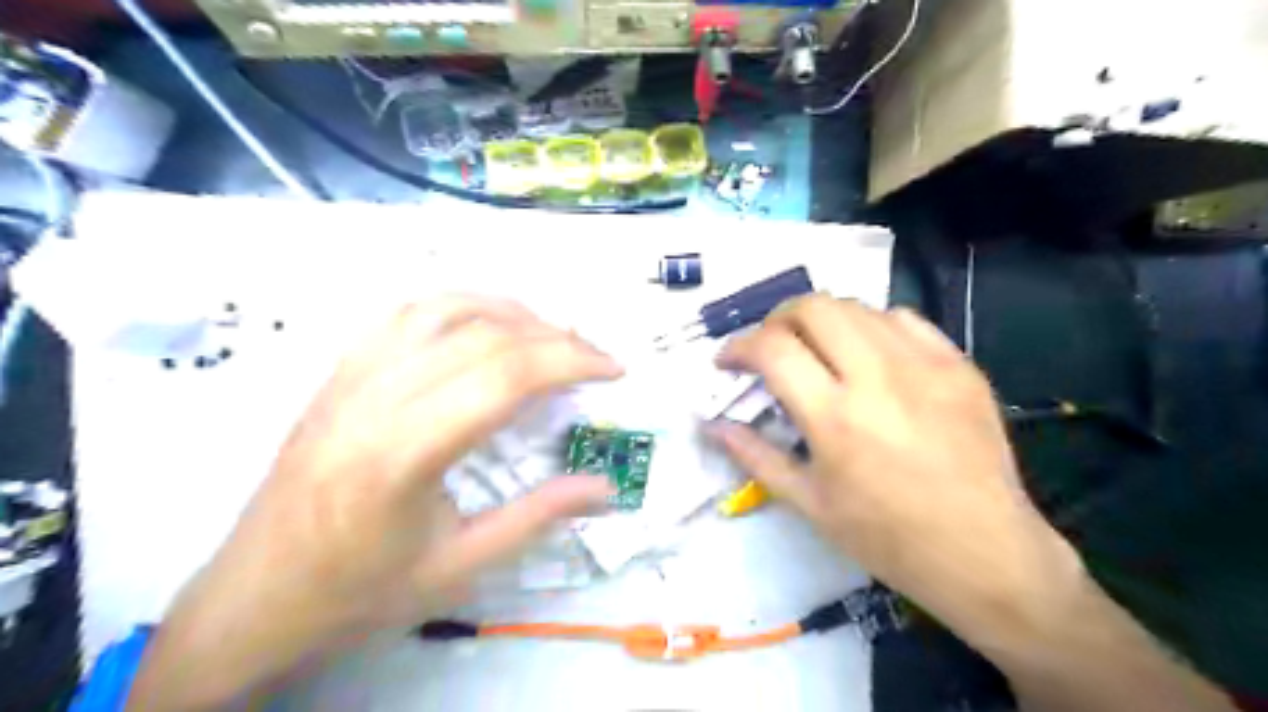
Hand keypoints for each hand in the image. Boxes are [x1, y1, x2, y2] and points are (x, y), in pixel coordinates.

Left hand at [128, 297, 623, 708]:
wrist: (255, 595)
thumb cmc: (360, 590)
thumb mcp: (460, 567)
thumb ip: (538, 517)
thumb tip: (605, 487)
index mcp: (405, 453)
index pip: (505, 377)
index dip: (571, 362)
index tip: (613, 369)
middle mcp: (376, 398)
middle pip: (484, 337)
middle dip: (555, 337)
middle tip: (595, 355)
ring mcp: (351, 377)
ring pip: (443, 310)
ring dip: (509, 311)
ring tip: (550, 332)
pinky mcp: (338, 372)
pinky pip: (404, 314)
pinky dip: (459, 305)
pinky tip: (484, 323)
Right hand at [710, 296, 1082, 655]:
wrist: (985, 551)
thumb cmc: (886, 537)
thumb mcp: (809, 503)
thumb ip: (754, 456)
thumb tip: (710, 425)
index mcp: (834, 417)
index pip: (771, 348)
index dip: (738, 346)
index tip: (728, 362)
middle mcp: (876, 377)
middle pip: (813, 307)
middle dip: (776, 319)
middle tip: (770, 346)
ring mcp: (923, 365)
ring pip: (856, 307)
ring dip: (821, 321)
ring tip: (816, 350)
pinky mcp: (958, 365)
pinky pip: (903, 318)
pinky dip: (870, 326)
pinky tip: (868, 354)